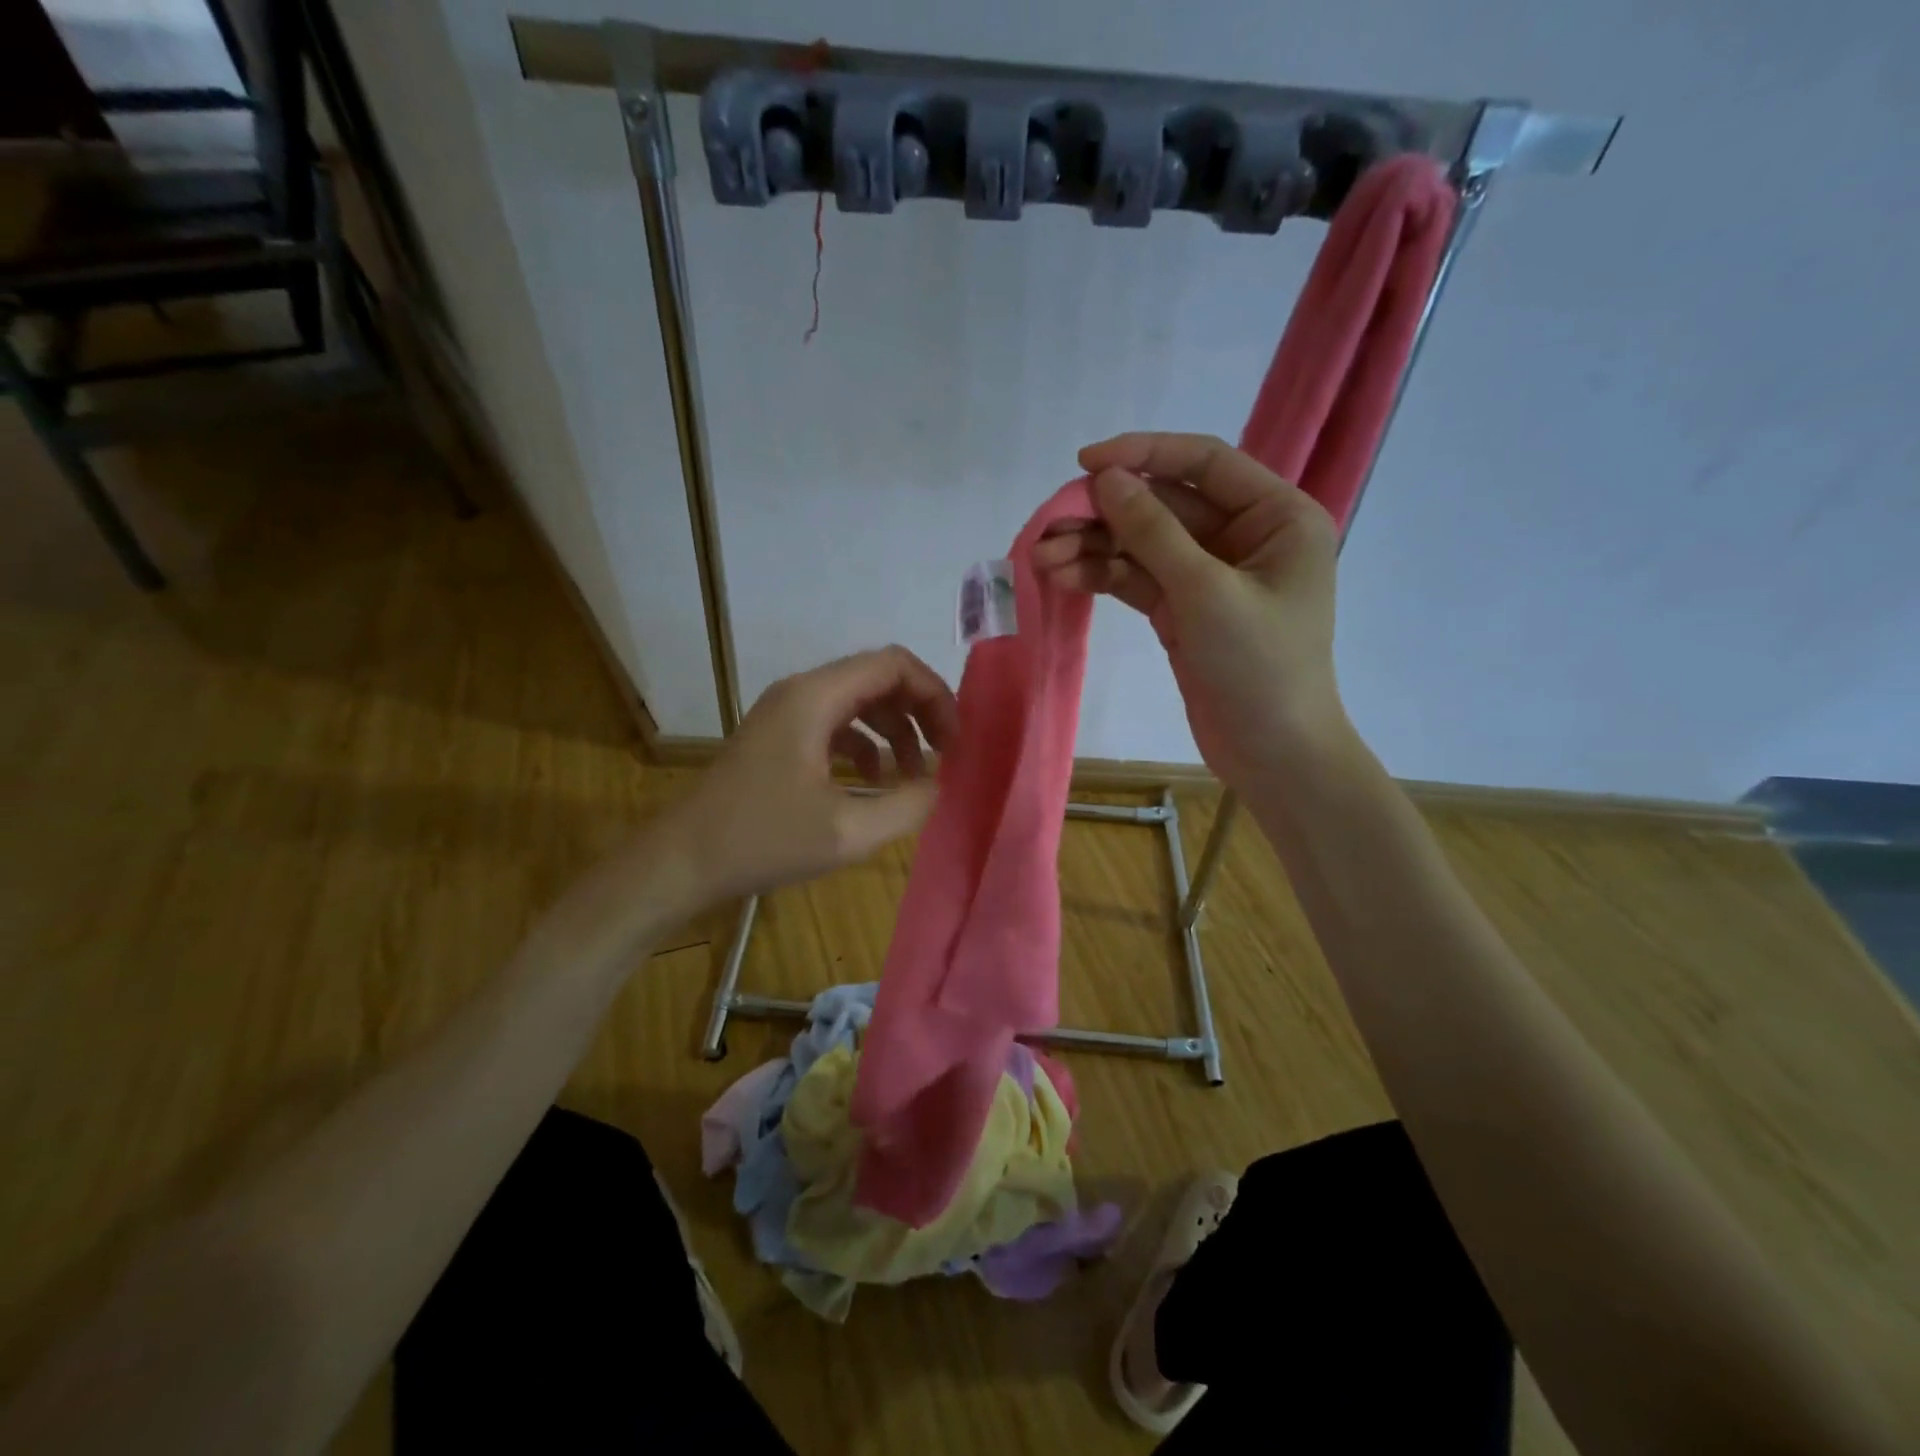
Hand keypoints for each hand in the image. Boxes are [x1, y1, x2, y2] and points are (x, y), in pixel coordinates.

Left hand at [663, 646, 958, 904]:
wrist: (681, 861)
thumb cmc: (763, 840)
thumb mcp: (848, 831)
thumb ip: (907, 804)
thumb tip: (939, 783)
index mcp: (817, 697)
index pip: (894, 664)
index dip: (934, 694)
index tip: (954, 740)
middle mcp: (802, 692)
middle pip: (879, 678)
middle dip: (920, 712)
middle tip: (945, 755)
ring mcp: (787, 714)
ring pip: (859, 702)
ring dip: (895, 731)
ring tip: (915, 777)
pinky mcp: (779, 738)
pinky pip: (836, 725)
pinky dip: (866, 746)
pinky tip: (874, 783)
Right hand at [1032, 432, 1349, 793]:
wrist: (1273, 756)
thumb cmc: (1259, 668)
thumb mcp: (1205, 593)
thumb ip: (1154, 531)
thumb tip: (1107, 479)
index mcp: (1277, 517)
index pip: (1205, 462)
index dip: (1144, 454)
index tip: (1085, 463)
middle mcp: (1246, 537)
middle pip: (1165, 506)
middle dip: (1106, 515)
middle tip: (1049, 525)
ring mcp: (1211, 576)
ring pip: (1144, 545)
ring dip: (1095, 548)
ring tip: (1042, 559)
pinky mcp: (1185, 611)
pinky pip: (1139, 579)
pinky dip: (1103, 576)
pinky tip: (1064, 577)